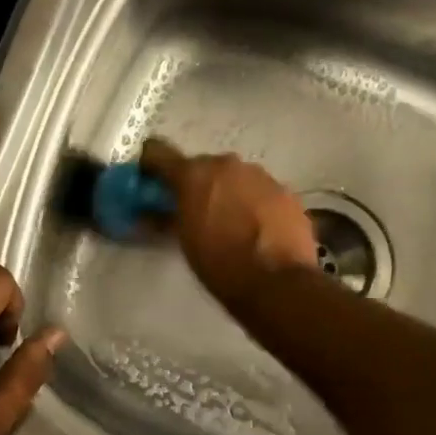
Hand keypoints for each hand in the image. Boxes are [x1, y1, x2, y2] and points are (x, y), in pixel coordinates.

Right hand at [139, 139, 319, 304]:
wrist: (277, 283)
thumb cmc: (220, 264)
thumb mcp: (185, 241)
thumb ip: (168, 217)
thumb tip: (150, 213)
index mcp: (193, 174)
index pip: (158, 152)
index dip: (151, 164)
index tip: (150, 180)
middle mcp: (226, 164)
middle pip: (202, 166)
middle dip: (196, 184)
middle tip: (194, 211)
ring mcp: (260, 175)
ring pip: (234, 176)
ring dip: (227, 192)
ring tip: (230, 223)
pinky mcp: (285, 191)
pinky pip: (259, 190)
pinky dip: (253, 203)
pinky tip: (256, 229)